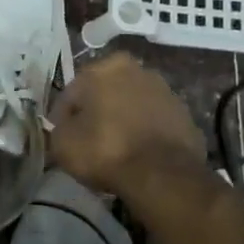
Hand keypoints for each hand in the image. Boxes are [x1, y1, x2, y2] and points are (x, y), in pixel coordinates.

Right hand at [49, 52, 207, 195]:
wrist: (162, 175)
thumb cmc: (104, 150)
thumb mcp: (62, 142)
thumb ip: (58, 128)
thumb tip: (66, 128)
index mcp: (105, 68)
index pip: (72, 93)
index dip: (63, 118)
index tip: (61, 138)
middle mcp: (137, 70)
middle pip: (105, 94)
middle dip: (96, 113)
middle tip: (87, 141)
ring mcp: (165, 91)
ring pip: (131, 106)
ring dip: (121, 121)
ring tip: (114, 150)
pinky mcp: (185, 115)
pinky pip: (152, 122)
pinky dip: (143, 133)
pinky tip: (136, 155)